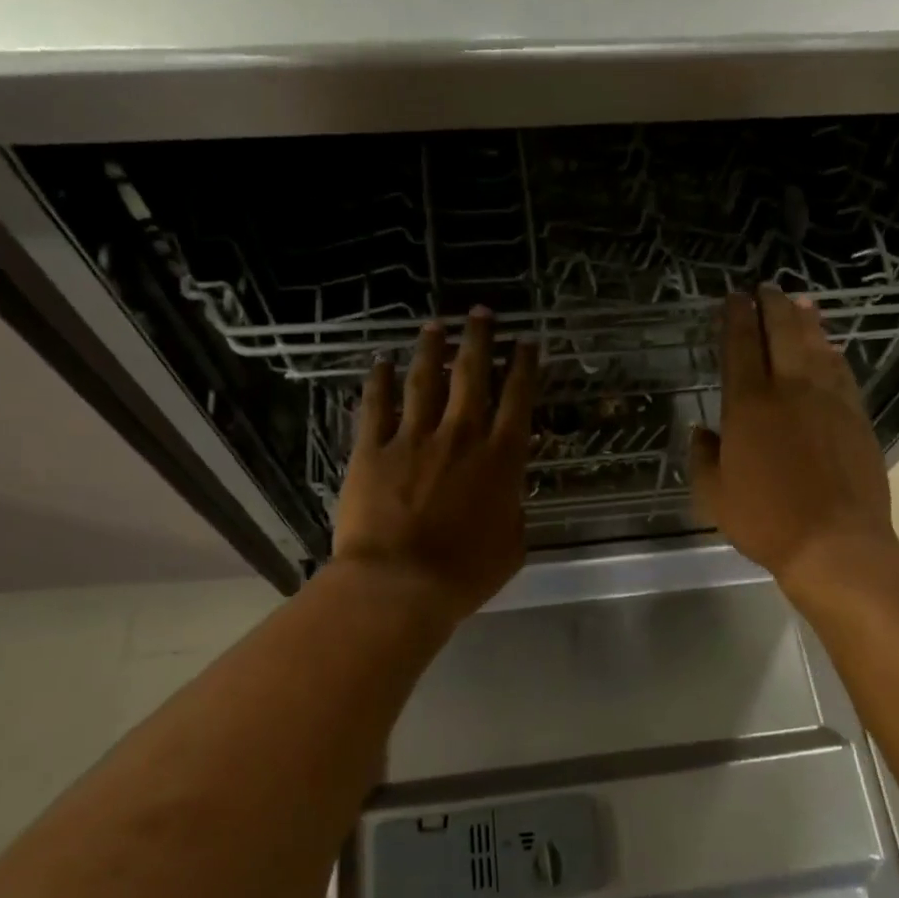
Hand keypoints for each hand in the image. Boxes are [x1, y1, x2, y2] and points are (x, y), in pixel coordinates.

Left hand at [332, 308, 539, 620]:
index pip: (517, 400)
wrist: (399, 584)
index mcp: (500, 459)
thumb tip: (508, 495)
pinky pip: (376, 406)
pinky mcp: (373, 450)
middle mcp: (460, 436)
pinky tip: (380, 362)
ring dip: (431, 350)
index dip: (523, 367)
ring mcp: (413, 439)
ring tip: (435, 325)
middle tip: (482, 313)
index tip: (525, 341)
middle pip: (472, 376)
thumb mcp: (511, 547)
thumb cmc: (464, 574)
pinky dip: (379, 381)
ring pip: (425, 381)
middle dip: (479, 340)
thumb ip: (513, 511)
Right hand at [690, 287, 898, 599]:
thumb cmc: (765, 520)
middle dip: (773, 307)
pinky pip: (842, 373)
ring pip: (817, 347)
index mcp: (748, 406)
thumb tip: (702, 431)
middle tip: (767, 288)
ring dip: (806, 321)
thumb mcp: (714, 495)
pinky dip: (832, 354)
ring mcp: (829, 400)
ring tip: (801, 303)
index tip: (734, 298)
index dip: (735, 319)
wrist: (834, 542)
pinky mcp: (857, 417)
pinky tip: (830, 348)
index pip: (739, 348)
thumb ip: (704, 457)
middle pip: (782, 334)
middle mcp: (789, 391)